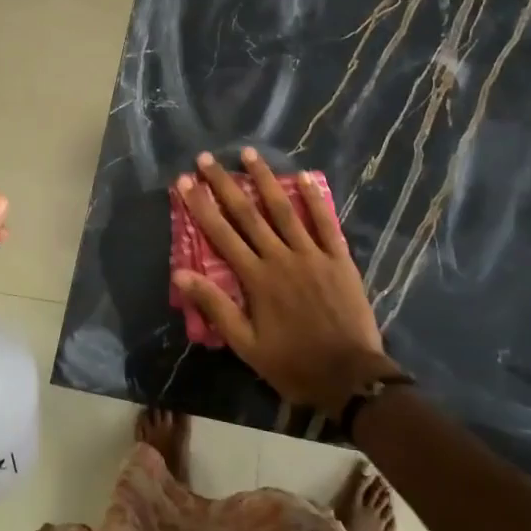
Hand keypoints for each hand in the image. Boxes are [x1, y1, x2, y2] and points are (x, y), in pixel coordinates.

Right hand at [172, 148, 398, 416]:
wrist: (349, 377)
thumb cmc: (292, 363)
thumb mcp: (246, 344)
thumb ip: (215, 306)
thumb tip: (180, 274)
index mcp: (256, 278)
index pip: (221, 234)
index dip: (200, 206)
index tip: (184, 181)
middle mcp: (280, 257)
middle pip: (248, 213)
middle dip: (224, 184)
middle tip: (206, 159)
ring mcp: (312, 254)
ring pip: (284, 209)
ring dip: (265, 179)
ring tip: (249, 154)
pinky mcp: (338, 258)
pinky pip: (325, 222)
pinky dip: (314, 198)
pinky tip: (303, 176)